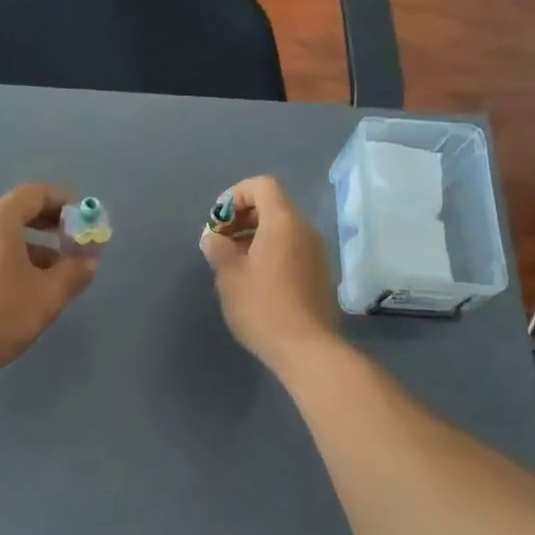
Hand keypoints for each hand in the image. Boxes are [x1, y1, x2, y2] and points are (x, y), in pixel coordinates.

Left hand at [0, 184, 96, 383]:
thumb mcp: (47, 296)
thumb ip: (73, 273)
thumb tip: (89, 261)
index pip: (36, 194)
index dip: (66, 203)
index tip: (86, 222)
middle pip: (20, 214)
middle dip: (52, 228)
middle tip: (75, 248)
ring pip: (6, 240)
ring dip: (36, 251)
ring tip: (57, 279)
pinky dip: (15, 264)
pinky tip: (27, 294)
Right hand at [199, 175, 338, 371]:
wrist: (305, 347)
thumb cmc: (262, 306)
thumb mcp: (229, 275)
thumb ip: (218, 249)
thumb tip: (214, 238)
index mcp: (283, 222)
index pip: (262, 186)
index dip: (236, 195)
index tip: (218, 221)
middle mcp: (305, 230)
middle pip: (274, 206)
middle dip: (243, 217)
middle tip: (221, 242)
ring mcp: (316, 252)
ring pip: (283, 229)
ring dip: (256, 236)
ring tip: (234, 263)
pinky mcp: (320, 273)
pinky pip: (292, 249)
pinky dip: (271, 252)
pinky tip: (255, 280)